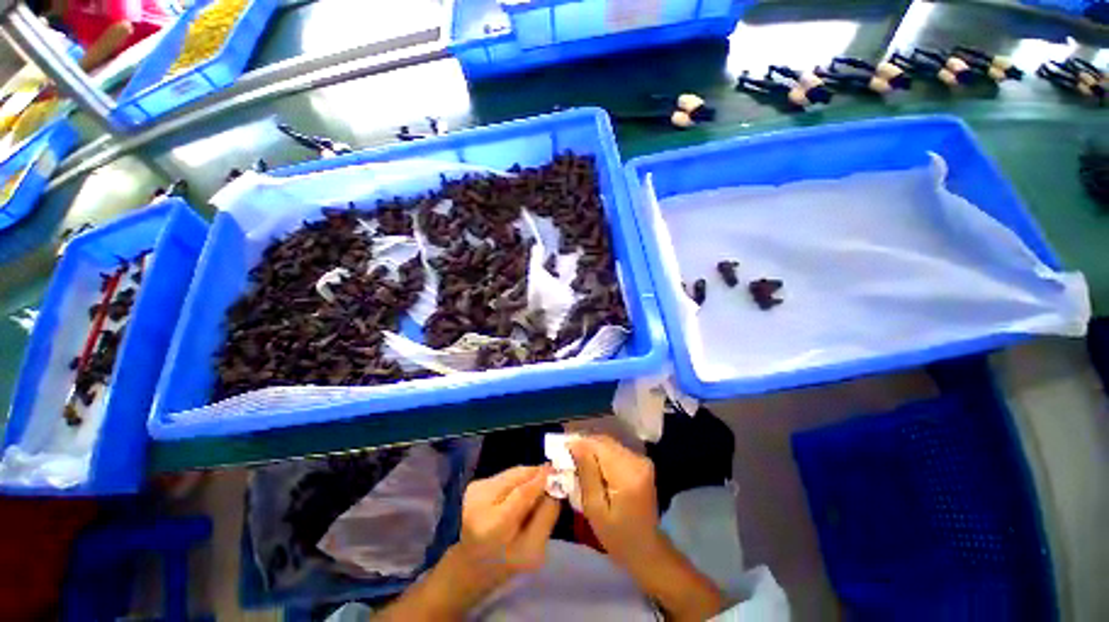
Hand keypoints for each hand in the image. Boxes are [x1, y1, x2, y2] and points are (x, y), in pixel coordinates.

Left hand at [377, 465, 560, 620]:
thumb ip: (546, 517)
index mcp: (493, 526)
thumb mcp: (534, 550)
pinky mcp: (475, 484)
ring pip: (512, 473)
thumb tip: (556, 486)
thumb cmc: (506, 562)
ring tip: (538, 487)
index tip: (558, 470)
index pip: (521, 493)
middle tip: (554, 478)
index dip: (541, 479)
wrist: (472, 563)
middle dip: (537, 475)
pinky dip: (518, 480)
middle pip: (517, 477)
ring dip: (528, 477)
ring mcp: (475, 490)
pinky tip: (519, 493)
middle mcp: (479, 502)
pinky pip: (506, 475)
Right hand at [571, 435, 726, 620]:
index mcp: (627, 474)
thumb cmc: (617, 536)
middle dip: (584, 445)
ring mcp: (641, 460)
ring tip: (576, 462)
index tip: (561, 450)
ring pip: (609, 444)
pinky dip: (601, 454)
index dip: (579, 444)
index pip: (599, 446)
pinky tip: (591, 466)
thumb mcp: (595, 509)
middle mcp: (637, 461)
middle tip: (566, 456)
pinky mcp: (641, 462)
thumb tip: (575, 445)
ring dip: (592, 449)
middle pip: (604, 441)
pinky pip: (615, 450)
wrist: (646, 549)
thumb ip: (586, 473)